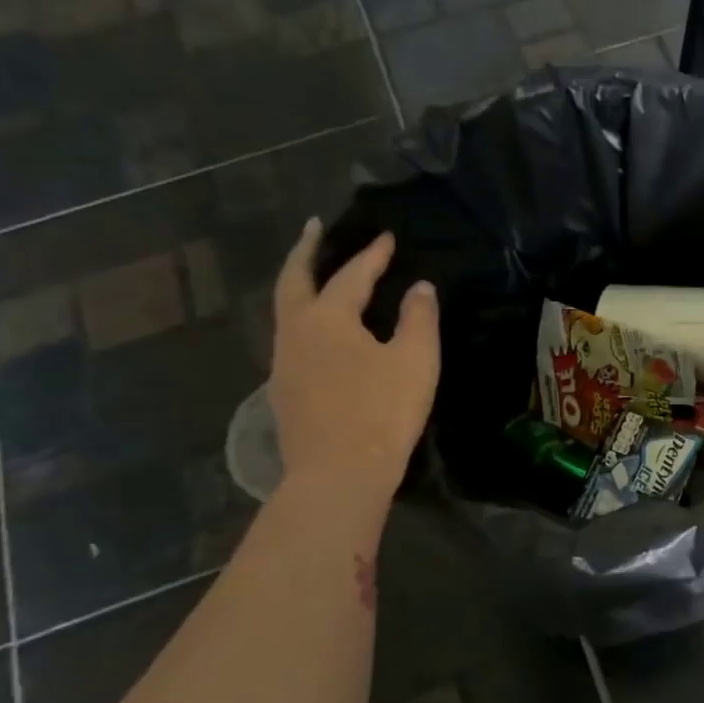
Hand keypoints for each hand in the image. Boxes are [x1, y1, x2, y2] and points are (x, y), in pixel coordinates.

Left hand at [271, 221, 438, 503]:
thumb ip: (419, 319)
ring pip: (286, 311)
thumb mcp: (415, 361)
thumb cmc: (382, 412)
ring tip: (316, 278)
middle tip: (314, 229)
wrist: (338, 473)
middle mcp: (295, 332)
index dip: (372, 255)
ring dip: (300, 286)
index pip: (352, 275)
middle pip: (295, 280)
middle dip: (307, 251)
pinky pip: (290, 341)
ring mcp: (283, 363)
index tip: (387, 237)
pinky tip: (317, 335)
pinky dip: (302, 321)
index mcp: (328, 318)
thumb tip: (420, 288)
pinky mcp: (283, 392)